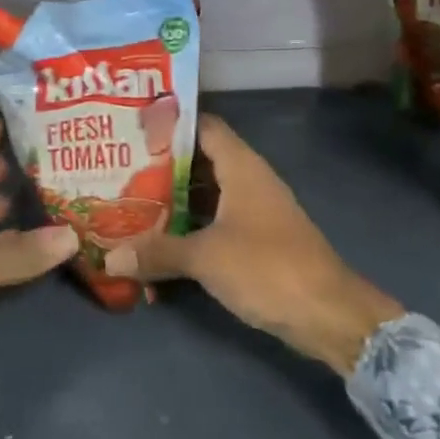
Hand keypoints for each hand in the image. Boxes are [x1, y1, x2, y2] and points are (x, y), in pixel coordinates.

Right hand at [103, 116, 402, 375]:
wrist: (328, 314)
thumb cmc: (267, 268)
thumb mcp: (206, 257)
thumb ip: (158, 252)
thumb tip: (111, 257)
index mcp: (241, 167)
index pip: (203, 126)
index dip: (170, 124)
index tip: (133, 128)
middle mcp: (249, 181)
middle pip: (200, 161)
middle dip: (161, 166)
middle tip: (118, 170)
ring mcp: (254, 212)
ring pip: (206, 195)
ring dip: (174, 201)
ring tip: (129, 203)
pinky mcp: (257, 241)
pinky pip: (215, 223)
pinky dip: (190, 229)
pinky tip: (160, 243)